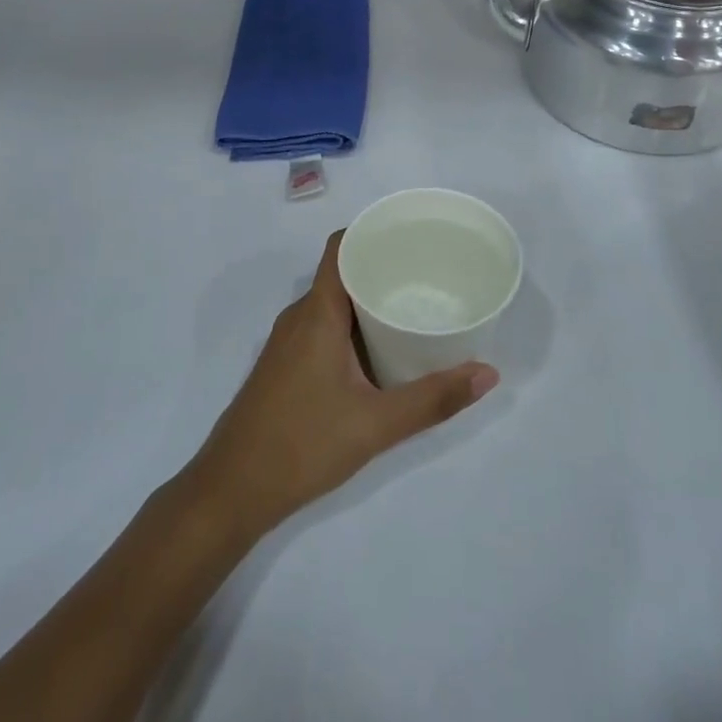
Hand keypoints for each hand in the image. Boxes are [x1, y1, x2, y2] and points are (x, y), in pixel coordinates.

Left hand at [181, 231, 497, 544]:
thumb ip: (433, 399)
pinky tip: (379, 352)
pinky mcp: (284, 366)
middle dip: (381, 270)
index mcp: (317, 313)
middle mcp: (299, 317)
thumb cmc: (303, 444)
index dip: (371, 233)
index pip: (340, 248)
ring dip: (367, 302)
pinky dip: (351, 328)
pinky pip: (321, 328)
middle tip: (428, 275)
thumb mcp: (376, 423)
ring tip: (412, 308)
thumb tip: (488, 373)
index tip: (411, 235)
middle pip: (341, 274)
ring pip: (332, 305)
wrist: (233, 488)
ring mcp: (287, 343)